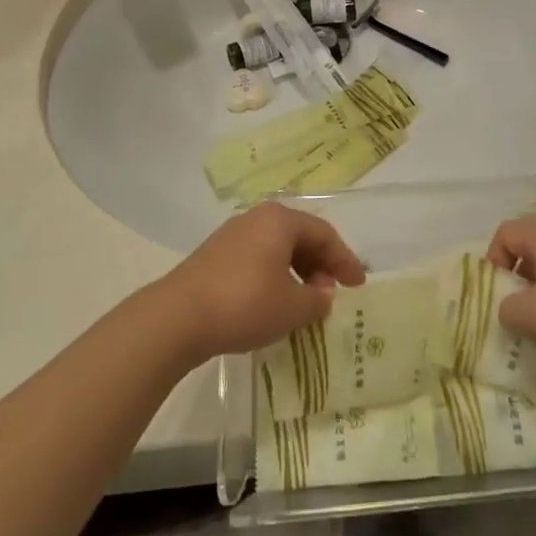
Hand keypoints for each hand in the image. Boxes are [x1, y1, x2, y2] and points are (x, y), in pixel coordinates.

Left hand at [155, 202, 367, 363]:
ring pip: (277, 248)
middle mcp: (257, 218)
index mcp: (280, 220)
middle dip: (320, 265)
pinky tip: (274, 302)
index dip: (345, 260)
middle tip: (330, 294)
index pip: (324, 233)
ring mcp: (232, 235)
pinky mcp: (214, 255)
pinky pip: (257, 259)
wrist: (178, 317)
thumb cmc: (245, 303)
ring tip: (304, 302)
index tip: (358, 285)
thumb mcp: (293, 308)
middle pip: (300, 237)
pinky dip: (274, 276)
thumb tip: (323, 295)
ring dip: (297, 272)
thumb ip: (317, 300)